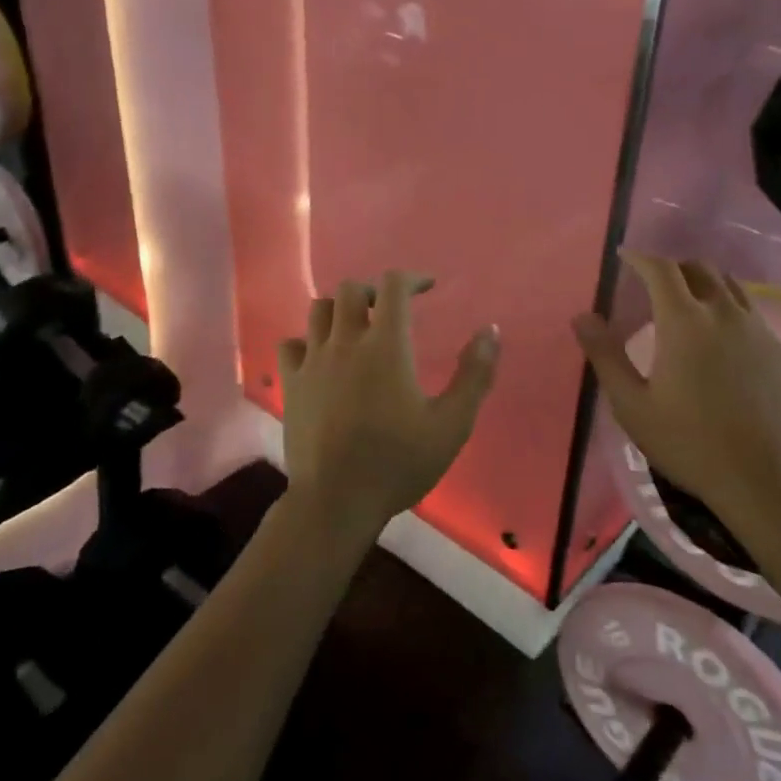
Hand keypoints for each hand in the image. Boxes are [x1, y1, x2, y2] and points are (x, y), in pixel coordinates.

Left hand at [277, 271, 499, 536]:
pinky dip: (307, 341)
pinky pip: (291, 344)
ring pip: (318, 309)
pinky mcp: (290, 384)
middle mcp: (345, 342)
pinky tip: (321, 358)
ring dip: (340, 310)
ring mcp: (312, 362)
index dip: (412, 278)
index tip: (427, 288)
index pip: (393, 285)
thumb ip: (475, 374)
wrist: (337, 501)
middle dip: (375, 291)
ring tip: (357, 329)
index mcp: (386, 345)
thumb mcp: (452, 423)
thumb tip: (490, 331)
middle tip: (392, 311)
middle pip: (351, 289)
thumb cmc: (400, 462)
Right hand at [572, 254, 780, 538]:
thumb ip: (605, 355)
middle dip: (672, 267)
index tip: (624, 257)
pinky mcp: (778, 350)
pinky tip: (719, 339)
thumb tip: (582, 317)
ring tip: (686, 304)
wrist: (764, 478)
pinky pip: (749, 312)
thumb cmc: (688, 442)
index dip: (639, 258)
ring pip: (729, 285)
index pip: (661, 269)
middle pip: (698, 268)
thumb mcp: (632, 405)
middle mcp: (724, 313)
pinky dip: (727, 308)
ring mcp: (757, 330)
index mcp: (685, 321)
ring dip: (703, 283)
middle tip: (652, 285)